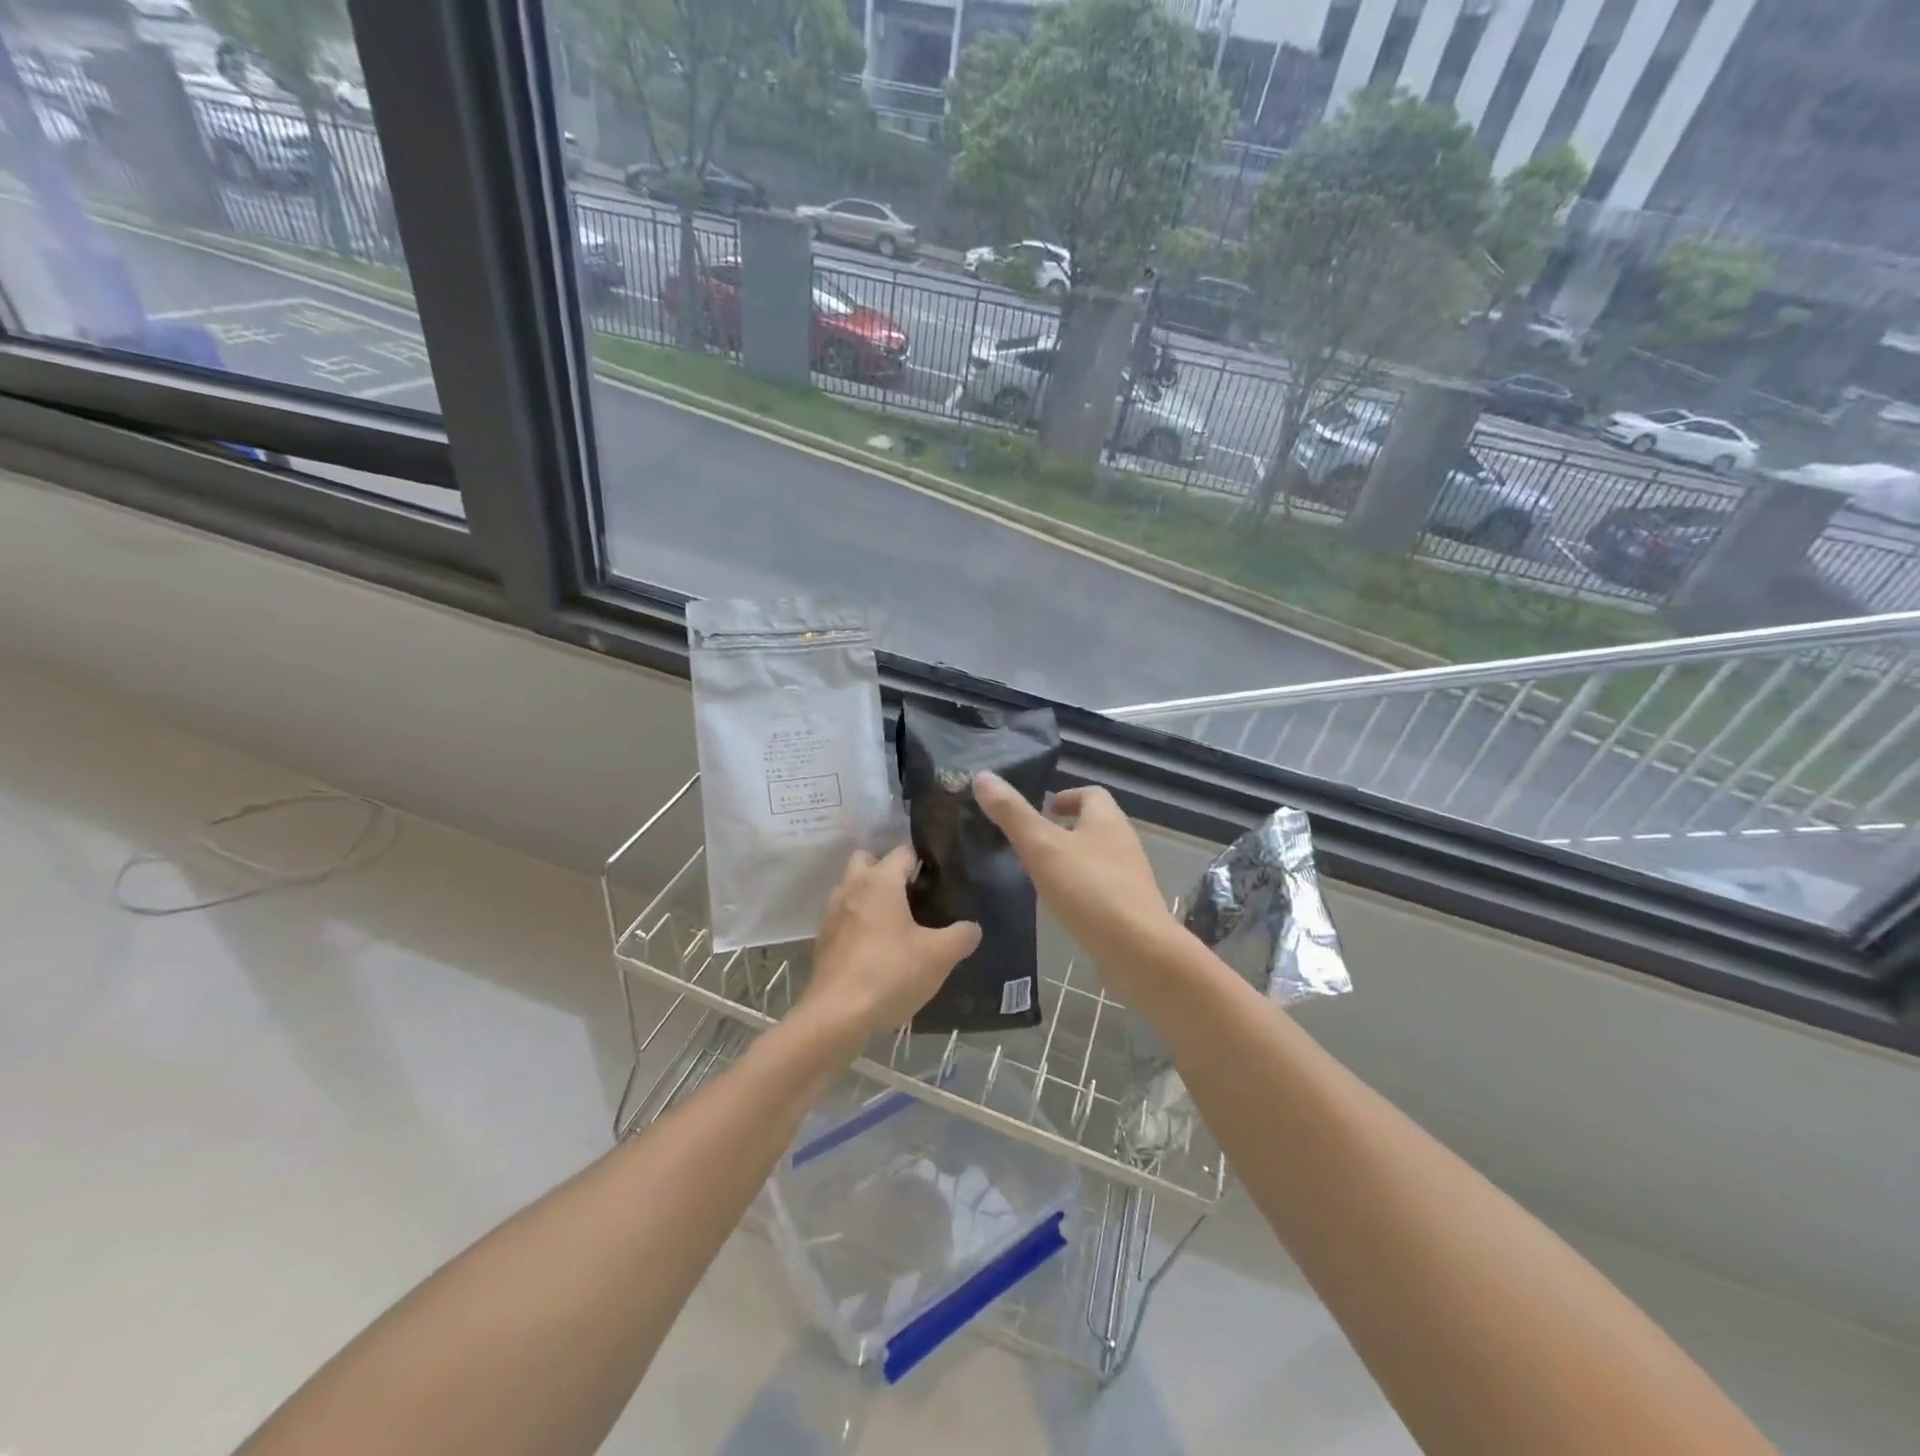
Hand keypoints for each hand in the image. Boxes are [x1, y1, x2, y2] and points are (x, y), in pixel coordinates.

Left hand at [800, 846, 980, 1042]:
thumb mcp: (939, 956)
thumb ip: (961, 936)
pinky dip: (857, 922)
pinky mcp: (823, 941)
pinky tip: (877, 948)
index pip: (902, 851)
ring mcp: (832, 914)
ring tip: (896, 922)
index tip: (939, 878)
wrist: (836, 1017)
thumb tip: (973, 927)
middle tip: (912, 894)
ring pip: (850, 888)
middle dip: (886, 869)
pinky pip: (843, 918)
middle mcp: (851, 888)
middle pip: (866, 860)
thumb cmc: (890, 974)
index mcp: (880, 881)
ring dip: (869, 896)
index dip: (922, 860)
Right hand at [972, 772, 1175, 982]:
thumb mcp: (1042, 847)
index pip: (1091, 794)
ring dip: (1070, 861)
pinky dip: (1079, 890)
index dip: (1066, 796)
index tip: (1041, 809)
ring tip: (1038, 875)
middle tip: (1030, 843)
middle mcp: (1123, 844)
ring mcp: (1130, 879)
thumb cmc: (1088, 889)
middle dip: (1064, 830)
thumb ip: (1012, 814)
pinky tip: (1060, 906)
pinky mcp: (1129, 910)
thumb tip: (982, 776)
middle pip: (1094, 826)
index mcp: (1107, 820)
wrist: (1138, 950)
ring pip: (1096, 859)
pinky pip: (1100, 889)